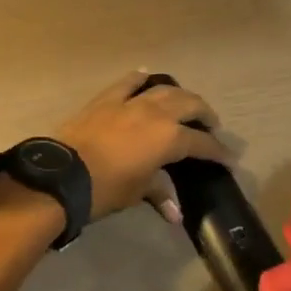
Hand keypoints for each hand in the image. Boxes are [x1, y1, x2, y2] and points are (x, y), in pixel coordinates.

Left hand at [54, 71, 233, 223]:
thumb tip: (175, 213)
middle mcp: (156, 113)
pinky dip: (141, 79)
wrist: (63, 175)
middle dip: (204, 114)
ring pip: (164, 89)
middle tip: (211, 126)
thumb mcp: (137, 192)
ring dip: (180, 95)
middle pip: (189, 105)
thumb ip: (159, 193)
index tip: (228, 158)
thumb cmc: (106, 188)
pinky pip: (129, 82)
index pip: (202, 143)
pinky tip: (147, 78)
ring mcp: (131, 101)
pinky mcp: (107, 98)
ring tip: (186, 104)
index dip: (217, 151)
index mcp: (169, 138)